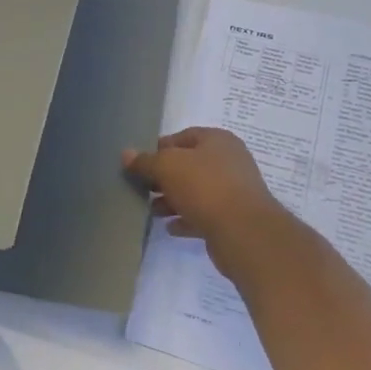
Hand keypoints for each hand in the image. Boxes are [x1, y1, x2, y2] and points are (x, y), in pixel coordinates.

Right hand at [123, 128, 293, 248]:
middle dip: (164, 177)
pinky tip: (169, 227)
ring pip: (196, 192)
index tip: (140, 163)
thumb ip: (145, 161)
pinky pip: (204, 215)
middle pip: (189, 165)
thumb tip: (126, 154)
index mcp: (217, 140)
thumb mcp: (167, 167)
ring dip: (173, 200)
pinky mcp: (234, 219)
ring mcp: (234, 192)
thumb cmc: (204, 186)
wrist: (244, 232)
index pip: (183, 137)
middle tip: (142, 187)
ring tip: (152, 210)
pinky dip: (186, 219)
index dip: (160, 148)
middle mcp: (229, 162)